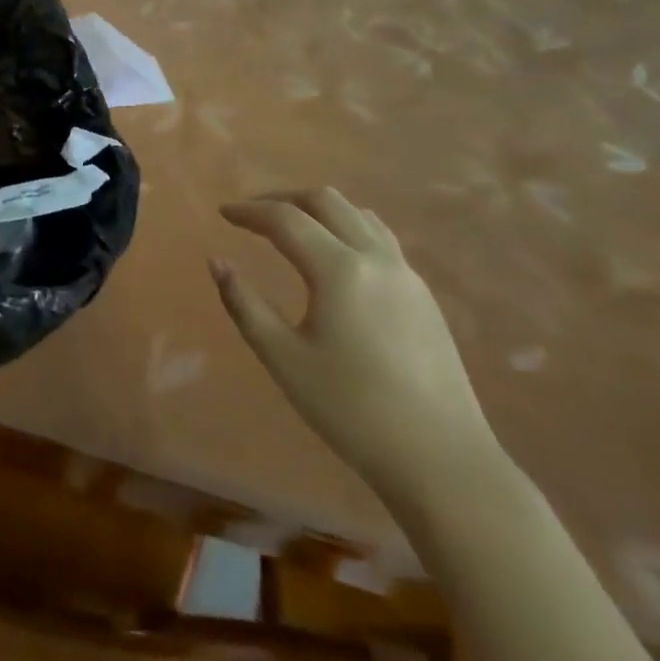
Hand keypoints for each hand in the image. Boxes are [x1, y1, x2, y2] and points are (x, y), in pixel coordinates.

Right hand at [210, 187, 499, 504]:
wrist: (442, 461)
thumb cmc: (352, 411)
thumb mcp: (284, 359)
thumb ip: (245, 305)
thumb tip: (217, 262)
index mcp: (339, 270)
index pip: (285, 219)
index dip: (249, 212)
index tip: (223, 213)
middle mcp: (375, 258)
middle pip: (325, 201)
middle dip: (283, 199)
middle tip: (252, 215)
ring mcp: (405, 273)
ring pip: (357, 213)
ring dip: (318, 208)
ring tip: (291, 226)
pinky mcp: (422, 294)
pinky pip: (379, 236)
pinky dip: (346, 226)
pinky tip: (334, 254)